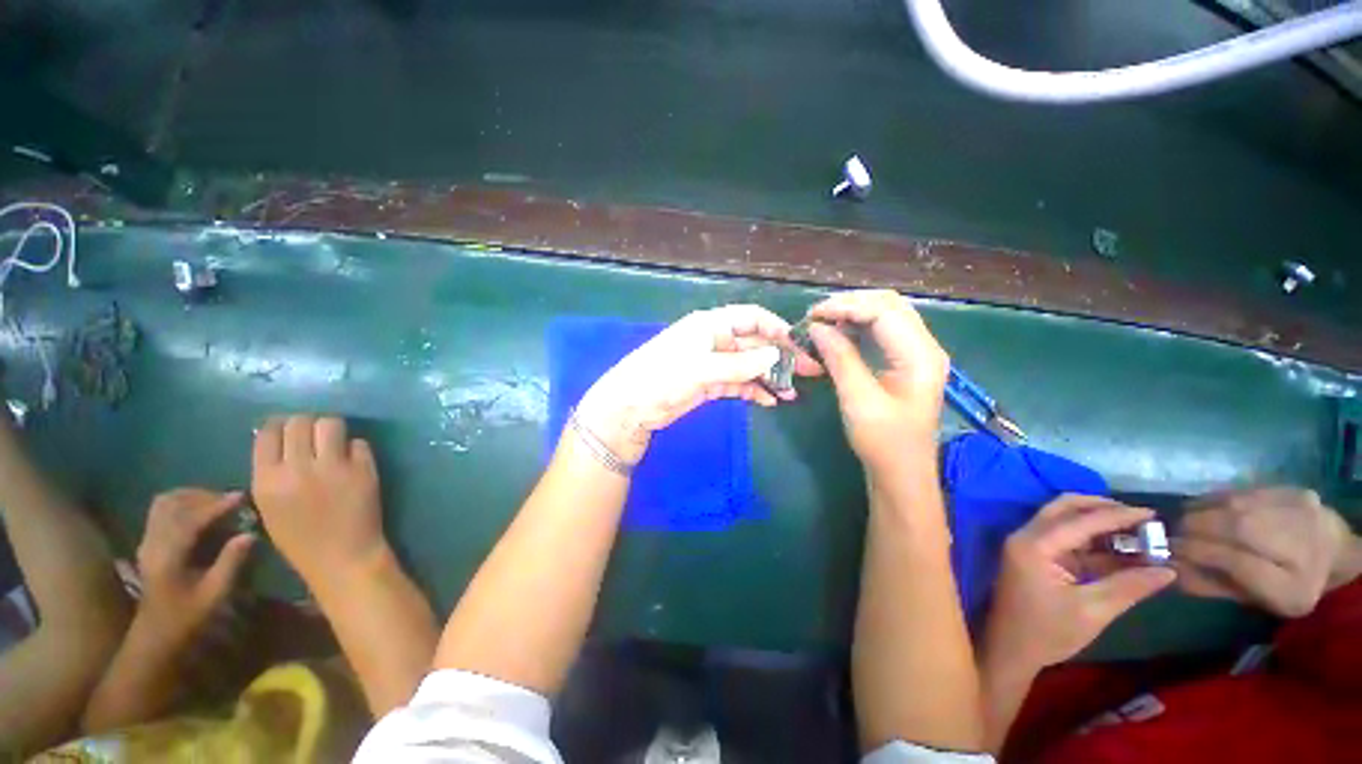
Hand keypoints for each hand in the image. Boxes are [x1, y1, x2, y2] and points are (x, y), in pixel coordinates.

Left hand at [136, 489, 254, 643]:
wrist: (155, 635)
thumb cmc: (187, 618)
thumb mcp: (214, 595)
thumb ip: (230, 563)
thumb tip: (250, 534)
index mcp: (168, 557)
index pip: (190, 520)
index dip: (216, 506)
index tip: (241, 497)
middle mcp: (153, 544)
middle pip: (171, 504)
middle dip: (201, 496)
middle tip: (229, 500)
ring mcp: (147, 542)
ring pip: (164, 504)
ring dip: (190, 497)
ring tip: (215, 502)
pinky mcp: (149, 543)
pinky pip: (161, 512)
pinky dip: (181, 505)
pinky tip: (198, 513)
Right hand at [252, 415, 387, 588]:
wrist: (342, 558)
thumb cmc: (301, 539)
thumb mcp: (270, 507)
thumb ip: (272, 473)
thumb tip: (280, 440)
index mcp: (266, 480)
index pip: (269, 433)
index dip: (279, 426)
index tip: (287, 428)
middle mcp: (298, 468)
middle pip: (300, 421)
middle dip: (306, 424)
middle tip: (314, 435)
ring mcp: (334, 467)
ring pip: (331, 424)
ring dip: (332, 429)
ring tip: (334, 442)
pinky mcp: (364, 469)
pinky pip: (359, 443)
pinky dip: (356, 448)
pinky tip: (353, 461)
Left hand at [575, 305, 818, 463]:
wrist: (630, 408)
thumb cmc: (662, 377)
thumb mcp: (702, 368)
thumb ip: (740, 364)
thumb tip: (777, 355)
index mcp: (711, 325)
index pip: (751, 318)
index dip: (776, 328)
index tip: (800, 345)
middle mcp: (714, 340)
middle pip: (754, 344)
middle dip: (781, 356)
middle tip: (810, 374)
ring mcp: (712, 364)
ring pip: (748, 366)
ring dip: (770, 377)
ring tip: (792, 394)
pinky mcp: (709, 384)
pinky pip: (738, 384)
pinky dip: (753, 391)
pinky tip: (770, 401)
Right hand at [804, 290, 948, 466]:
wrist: (902, 473)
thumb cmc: (883, 442)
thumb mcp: (858, 400)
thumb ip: (840, 358)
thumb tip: (816, 327)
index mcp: (920, 356)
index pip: (884, 311)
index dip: (846, 307)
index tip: (812, 316)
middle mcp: (924, 347)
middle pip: (889, 304)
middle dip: (850, 304)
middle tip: (815, 316)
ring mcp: (917, 353)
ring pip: (886, 314)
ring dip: (853, 312)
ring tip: (822, 322)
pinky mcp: (906, 361)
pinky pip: (883, 330)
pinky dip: (858, 326)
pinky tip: (838, 333)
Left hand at [983, 495, 1176, 671]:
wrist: (1011, 650)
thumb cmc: (1047, 632)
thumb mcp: (1093, 611)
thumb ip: (1130, 586)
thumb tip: (1169, 570)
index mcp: (1034, 544)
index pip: (1080, 520)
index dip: (1118, 515)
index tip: (1154, 514)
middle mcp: (1027, 536)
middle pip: (1065, 509)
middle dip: (1104, 510)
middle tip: (1142, 519)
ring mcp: (1029, 545)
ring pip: (1066, 522)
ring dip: (1100, 526)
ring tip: (1139, 534)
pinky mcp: (1036, 557)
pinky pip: (1067, 541)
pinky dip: (1094, 543)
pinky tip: (1124, 551)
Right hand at [1176, 486, 1360, 617]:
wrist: (1335, 556)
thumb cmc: (1284, 585)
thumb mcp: (1253, 599)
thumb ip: (1212, 585)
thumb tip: (1169, 567)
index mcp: (1293, 588)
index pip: (1240, 564)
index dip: (1199, 553)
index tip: (1166, 549)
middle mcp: (1305, 547)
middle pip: (1241, 528)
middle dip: (1196, 527)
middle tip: (1169, 531)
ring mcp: (1304, 513)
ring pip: (1240, 504)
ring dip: (1202, 510)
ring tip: (1183, 518)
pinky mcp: (1296, 491)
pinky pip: (1249, 492)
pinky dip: (1220, 498)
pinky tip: (1208, 506)